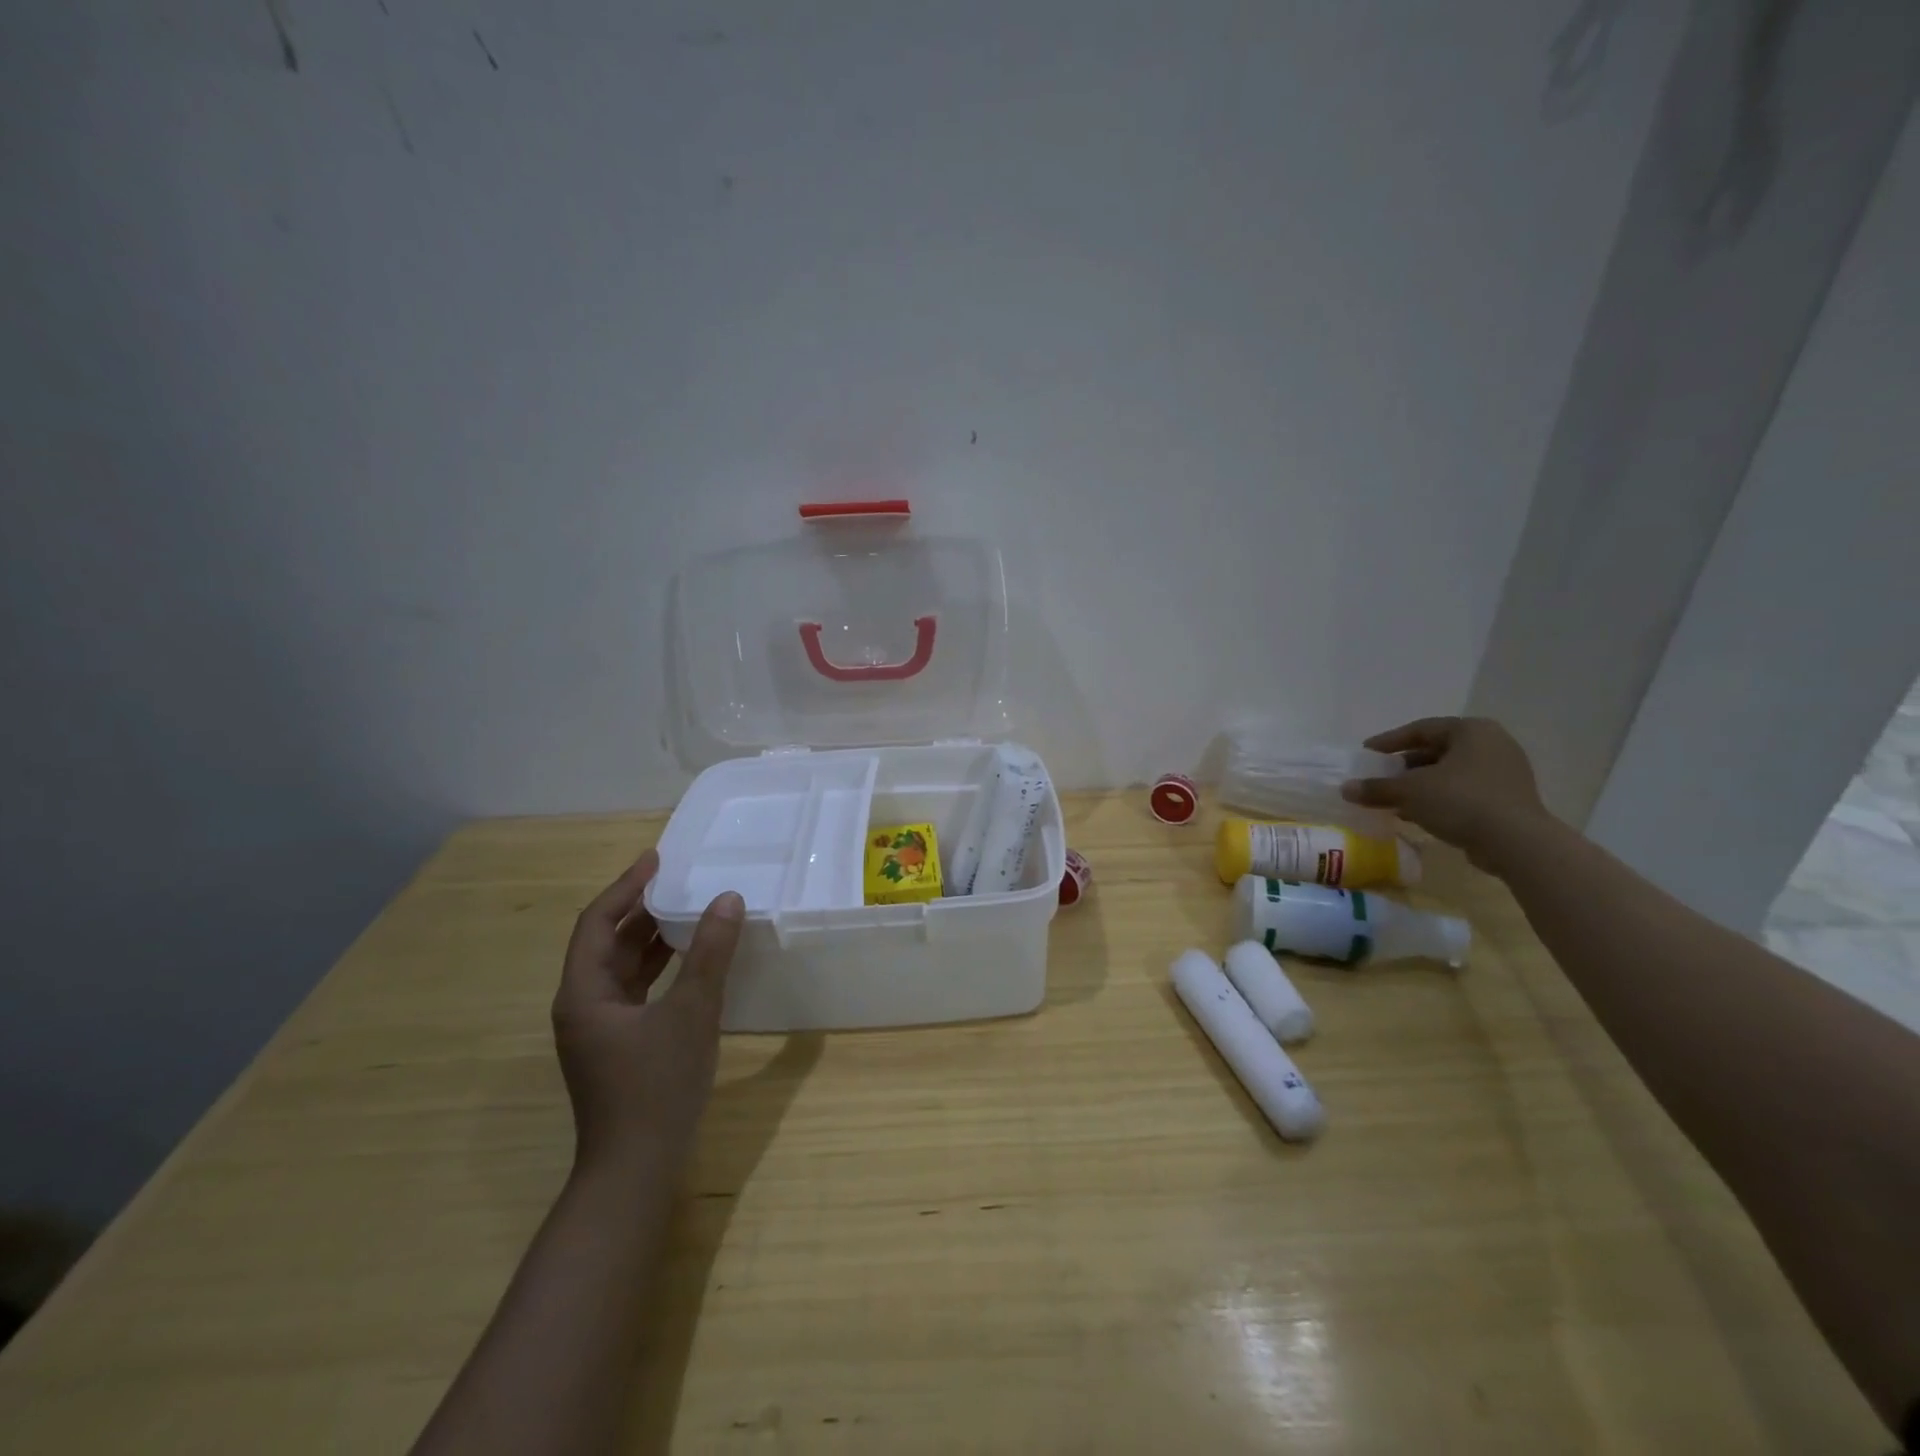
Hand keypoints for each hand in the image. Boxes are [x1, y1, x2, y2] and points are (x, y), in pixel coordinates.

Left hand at [551, 849, 744, 1172]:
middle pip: (606, 943)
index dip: (626, 886)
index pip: (597, 922)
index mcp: (584, 993)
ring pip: (622, 968)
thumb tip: (727, 899)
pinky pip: (636, 991)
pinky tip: (690, 961)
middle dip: (641, 909)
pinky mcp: (619, 1046)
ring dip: (652, 939)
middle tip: (681, 880)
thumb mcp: (691, 1012)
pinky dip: (659, 968)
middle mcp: (583, 1006)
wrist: (636, 1170)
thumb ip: (709, 954)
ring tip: (690, 910)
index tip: (657, 858)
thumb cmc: (656, 1086)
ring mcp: (599, 1029)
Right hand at [1341, 716, 1550, 869]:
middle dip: (1404, 766)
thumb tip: (1345, 789)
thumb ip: (1376, 788)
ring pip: (1450, 773)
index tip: (1366, 753)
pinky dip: (1439, 799)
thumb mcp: (1409, 792)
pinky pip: (1464, 791)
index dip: (1389, 741)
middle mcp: (1492, 744)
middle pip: (1436, 751)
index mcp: (1470, 730)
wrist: (1517, 843)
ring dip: (1420, 785)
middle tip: (1379, 776)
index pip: (1421, 729)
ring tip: (1393, 799)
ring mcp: (1504, 772)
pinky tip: (1416, 815)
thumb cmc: (1461, 801)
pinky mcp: (1508, 799)